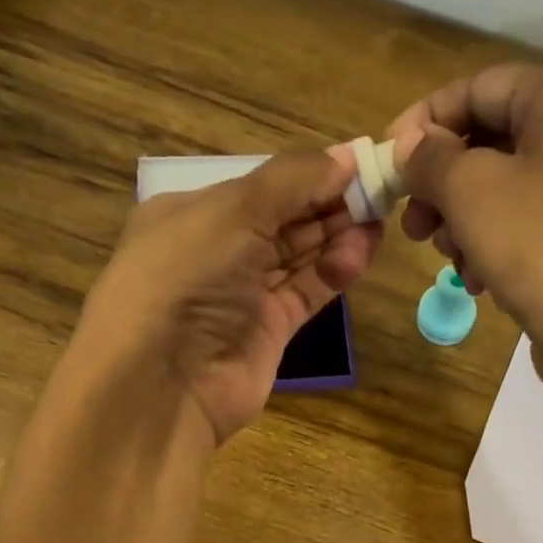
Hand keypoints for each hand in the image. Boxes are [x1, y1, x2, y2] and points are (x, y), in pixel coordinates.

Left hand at [69, 148, 381, 445]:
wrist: (163, 385)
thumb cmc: (185, 279)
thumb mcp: (231, 213)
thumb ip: (291, 181)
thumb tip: (345, 156)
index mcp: (192, 213)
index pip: (260, 185)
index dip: (308, 173)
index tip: (357, 163)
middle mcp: (216, 251)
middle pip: (284, 218)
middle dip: (328, 203)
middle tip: (379, 191)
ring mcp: (243, 294)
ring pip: (299, 255)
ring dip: (336, 235)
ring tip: (378, 221)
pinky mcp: (268, 331)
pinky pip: (307, 292)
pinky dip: (333, 272)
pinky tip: (360, 253)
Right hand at [387, 64, 542, 370]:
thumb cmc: (540, 243)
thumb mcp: (471, 190)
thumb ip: (430, 157)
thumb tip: (411, 144)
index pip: (477, 88)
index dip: (423, 122)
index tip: (388, 162)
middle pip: (492, 141)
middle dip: (442, 185)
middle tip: (413, 226)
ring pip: (508, 188)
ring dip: (464, 221)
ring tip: (448, 258)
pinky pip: (532, 222)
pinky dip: (497, 243)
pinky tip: (479, 280)